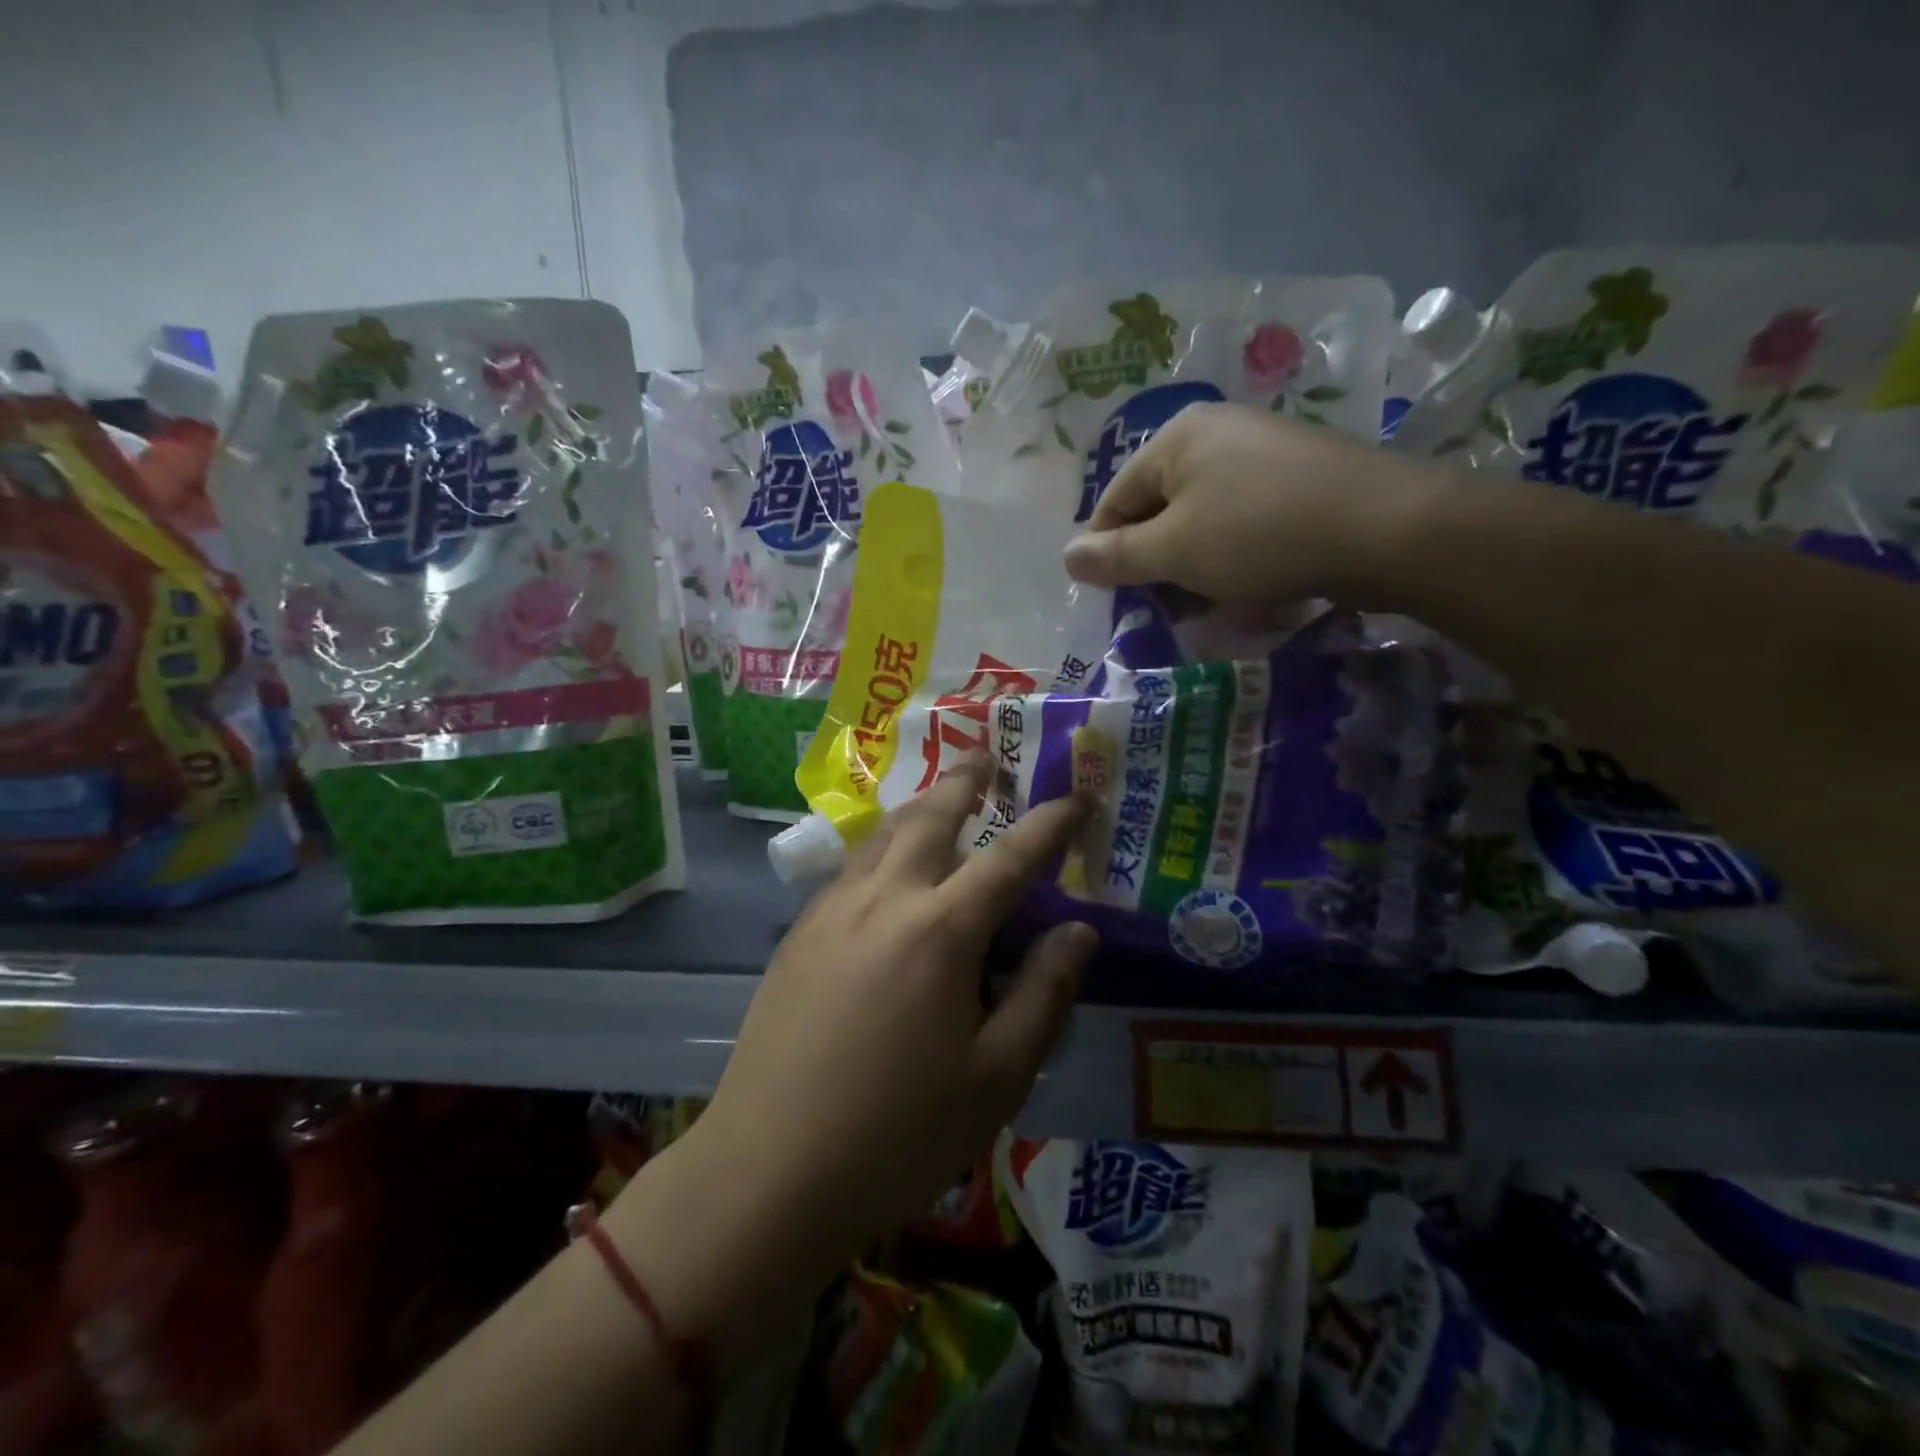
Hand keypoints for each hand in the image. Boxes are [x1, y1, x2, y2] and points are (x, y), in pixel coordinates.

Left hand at [608, 757, 1096, 1369]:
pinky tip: (887, 864)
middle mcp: (885, 899)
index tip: (1077, 797)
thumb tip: (1078, 929)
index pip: (1011, 857)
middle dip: (965, 783)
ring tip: (941, 796)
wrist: (769, 1170)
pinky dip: (883, 845)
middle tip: (987, 759)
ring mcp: (832, 911)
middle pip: (931, 818)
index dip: (1050, 823)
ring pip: (883, 834)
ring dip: (919, 807)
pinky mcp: (799, 934)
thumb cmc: (898, 1133)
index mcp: (941, 930)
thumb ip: (1042, 993)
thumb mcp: (995, 1077)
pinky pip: (851, 866)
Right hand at [1061, 402, 1439, 607]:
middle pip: (1161, 509)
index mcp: (1176, 438)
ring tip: (1210, 607)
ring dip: (1197, 568)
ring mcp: (1264, 452)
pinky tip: (1251, 588)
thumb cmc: (1259, 535)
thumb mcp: (1173, 551)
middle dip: (1157, 564)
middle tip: (1165, 610)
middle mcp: (1217, 433)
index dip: (1107, 554)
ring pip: (1204, 520)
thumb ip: (1115, 556)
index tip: (1117, 600)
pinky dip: (1237, 557)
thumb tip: (1067, 556)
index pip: (1115, 500)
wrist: (1387, 527)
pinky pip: (1246, 521)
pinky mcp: (1301, 477)